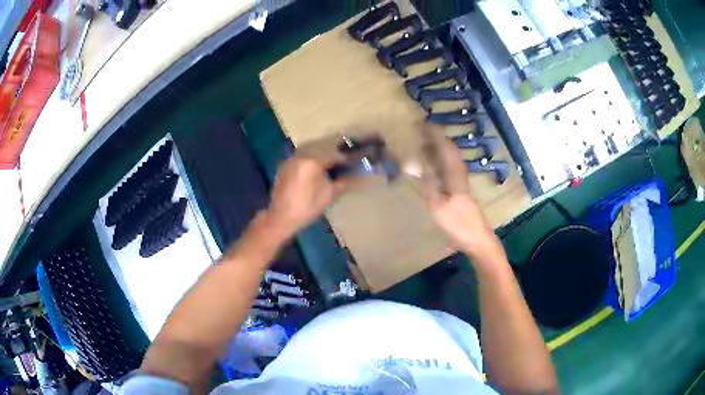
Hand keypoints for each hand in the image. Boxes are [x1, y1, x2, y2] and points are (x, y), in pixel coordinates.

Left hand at [263, 155, 353, 240]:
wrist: (281, 218)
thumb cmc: (306, 208)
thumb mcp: (328, 195)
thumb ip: (345, 182)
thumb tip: (364, 178)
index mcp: (312, 161)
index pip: (334, 155)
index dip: (347, 159)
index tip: (356, 161)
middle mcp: (301, 156)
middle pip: (323, 152)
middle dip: (334, 157)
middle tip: (345, 164)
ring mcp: (291, 160)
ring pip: (311, 154)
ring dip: (322, 159)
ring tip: (331, 168)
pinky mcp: (285, 166)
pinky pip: (302, 160)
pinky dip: (311, 163)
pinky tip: (315, 172)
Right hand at [421, 126, 502, 262]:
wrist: (479, 242)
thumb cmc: (460, 226)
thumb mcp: (440, 209)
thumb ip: (429, 188)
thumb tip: (417, 168)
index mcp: (456, 180)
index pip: (447, 153)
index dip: (438, 138)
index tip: (428, 125)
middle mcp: (461, 180)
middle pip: (452, 156)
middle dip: (441, 142)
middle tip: (427, 134)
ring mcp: (463, 188)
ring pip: (453, 164)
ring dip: (443, 153)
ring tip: (430, 147)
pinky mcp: (462, 197)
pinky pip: (452, 174)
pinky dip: (444, 166)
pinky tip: (439, 170)